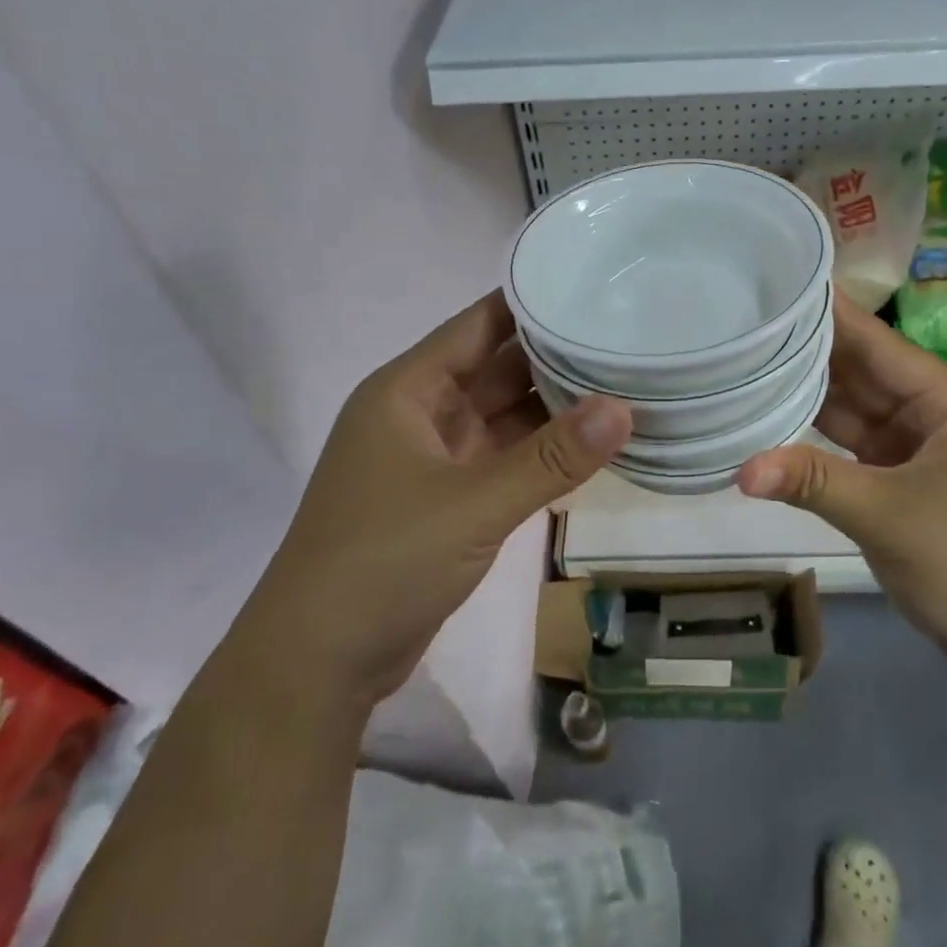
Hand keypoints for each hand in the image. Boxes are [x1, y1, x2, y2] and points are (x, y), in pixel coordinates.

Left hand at [255, 290, 630, 703]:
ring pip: (504, 417)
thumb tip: (623, 407)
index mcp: (407, 391)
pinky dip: (542, 453)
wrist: (319, 662)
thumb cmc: (383, 562)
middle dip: (556, 355)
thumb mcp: (473, 505)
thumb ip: (551, 458)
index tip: (594, 284)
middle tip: (627, 335)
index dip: (533, 303)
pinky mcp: (448, 501)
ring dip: (555, 407)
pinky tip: (591, 445)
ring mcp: (434, 460)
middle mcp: (419, 415)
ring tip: (624, 382)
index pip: (479, 325)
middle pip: (497, 369)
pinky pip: (505, 460)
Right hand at [736, 296, 946, 676]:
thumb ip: (811, 482)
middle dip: (814, 353)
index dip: (834, 314)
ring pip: (862, 413)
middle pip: (868, 375)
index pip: (881, 345)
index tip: (786, 281)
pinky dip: (825, 441)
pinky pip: (862, 450)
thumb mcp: (885, 517)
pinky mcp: (914, 485)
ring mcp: (927, 453)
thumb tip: (739, 468)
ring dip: (815, 397)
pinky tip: (782, 423)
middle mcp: (941, 417)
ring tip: (754, 363)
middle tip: (752, 323)